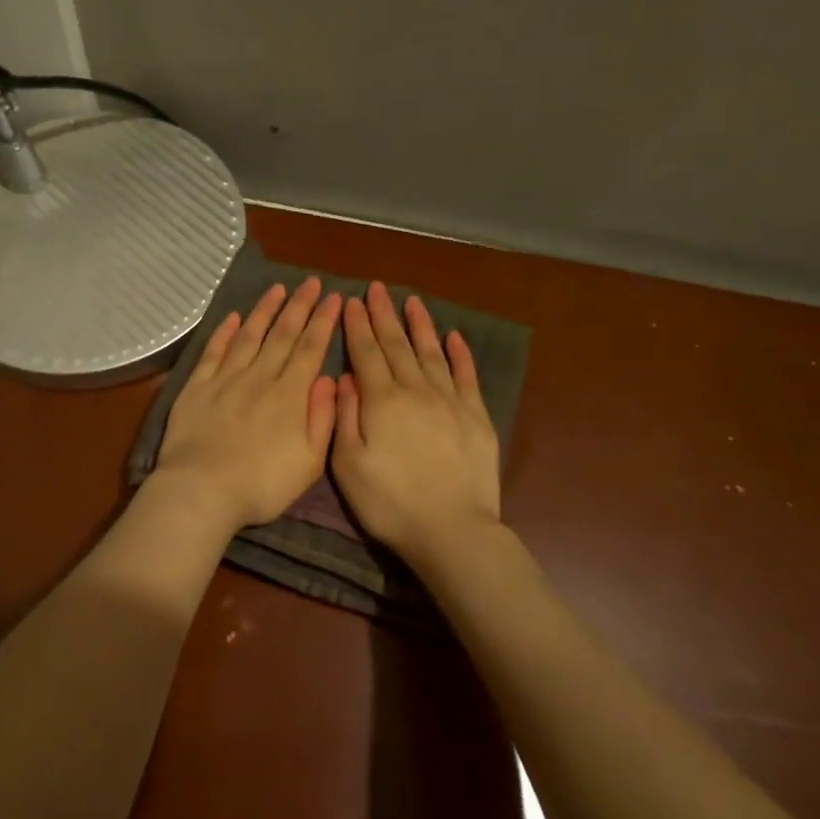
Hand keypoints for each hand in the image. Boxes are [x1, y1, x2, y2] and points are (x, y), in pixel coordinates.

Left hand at [154, 277, 342, 532]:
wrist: (202, 490)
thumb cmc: (262, 485)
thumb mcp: (310, 462)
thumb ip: (323, 418)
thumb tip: (329, 379)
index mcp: (290, 395)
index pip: (311, 348)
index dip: (324, 321)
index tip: (334, 297)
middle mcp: (260, 377)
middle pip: (283, 334)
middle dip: (300, 305)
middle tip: (311, 281)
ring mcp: (225, 379)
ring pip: (249, 335)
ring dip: (264, 310)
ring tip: (278, 288)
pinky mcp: (197, 386)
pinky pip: (213, 351)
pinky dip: (224, 332)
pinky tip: (233, 317)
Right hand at [332, 281, 502, 563]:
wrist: (451, 530)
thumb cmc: (389, 503)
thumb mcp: (348, 465)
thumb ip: (344, 417)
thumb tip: (345, 378)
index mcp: (382, 401)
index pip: (366, 353)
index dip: (357, 326)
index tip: (350, 301)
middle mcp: (416, 391)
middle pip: (397, 345)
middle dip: (384, 315)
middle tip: (376, 288)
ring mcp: (450, 401)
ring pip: (431, 353)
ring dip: (419, 325)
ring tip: (411, 301)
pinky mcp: (476, 417)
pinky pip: (466, 376)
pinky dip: (459, 354)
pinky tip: (453, 337)